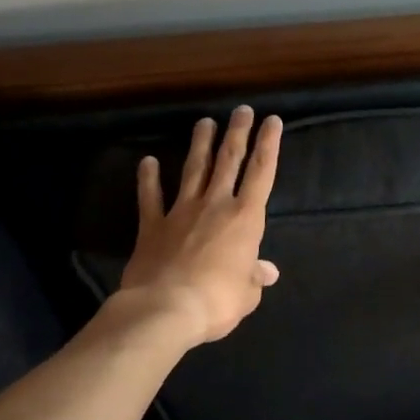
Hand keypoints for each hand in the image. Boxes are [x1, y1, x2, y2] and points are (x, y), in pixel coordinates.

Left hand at [107, 106, 282, 346]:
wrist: (164, 310)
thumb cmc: (216, 301)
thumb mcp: (246, 294)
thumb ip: (255, 277)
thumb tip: (267, 272)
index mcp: (245, 218)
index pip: (262, 172)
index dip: (269, 144)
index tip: (271, 120)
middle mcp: (215, 205)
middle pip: (229, 160)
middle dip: (237, 133)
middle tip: (241, 110)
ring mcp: (181, 211)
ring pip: (194, 170)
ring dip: (200, 144)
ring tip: (204, 122)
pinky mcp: (153, 226)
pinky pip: (151, 197)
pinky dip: (148, 179)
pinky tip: (147, 161)